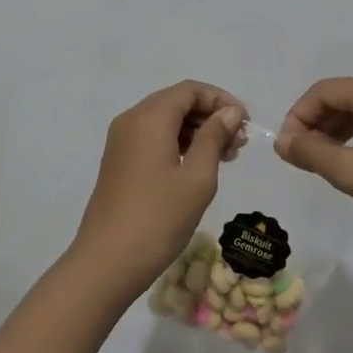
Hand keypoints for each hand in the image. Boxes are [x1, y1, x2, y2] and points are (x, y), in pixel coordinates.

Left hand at [71, 80, 247, 297]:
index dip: (221, 100)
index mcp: (149, 117)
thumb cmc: (158, 218)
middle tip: (239, 144)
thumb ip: (214, 137)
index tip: (246, 124)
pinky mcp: (119, 162)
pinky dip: (179, 144)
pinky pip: (154, 139)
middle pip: (177, 102)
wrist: (106, 262)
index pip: (190, 90)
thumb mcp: (197, 177)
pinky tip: (199, 167)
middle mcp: (131, 120)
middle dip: (211, 116)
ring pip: (166, 121)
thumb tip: (229, 112)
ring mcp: (121, 142)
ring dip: (197, 132)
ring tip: (227, 157)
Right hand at [274, 77, 352, 243]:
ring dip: (333, 133)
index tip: (286, 149)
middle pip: (342, 97)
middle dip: (315, 124)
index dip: (298, 116)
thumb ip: (312, 153)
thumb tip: (281, 142)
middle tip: (299, 158)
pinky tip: (349, 164)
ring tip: (319, 163)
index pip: (325, 90)